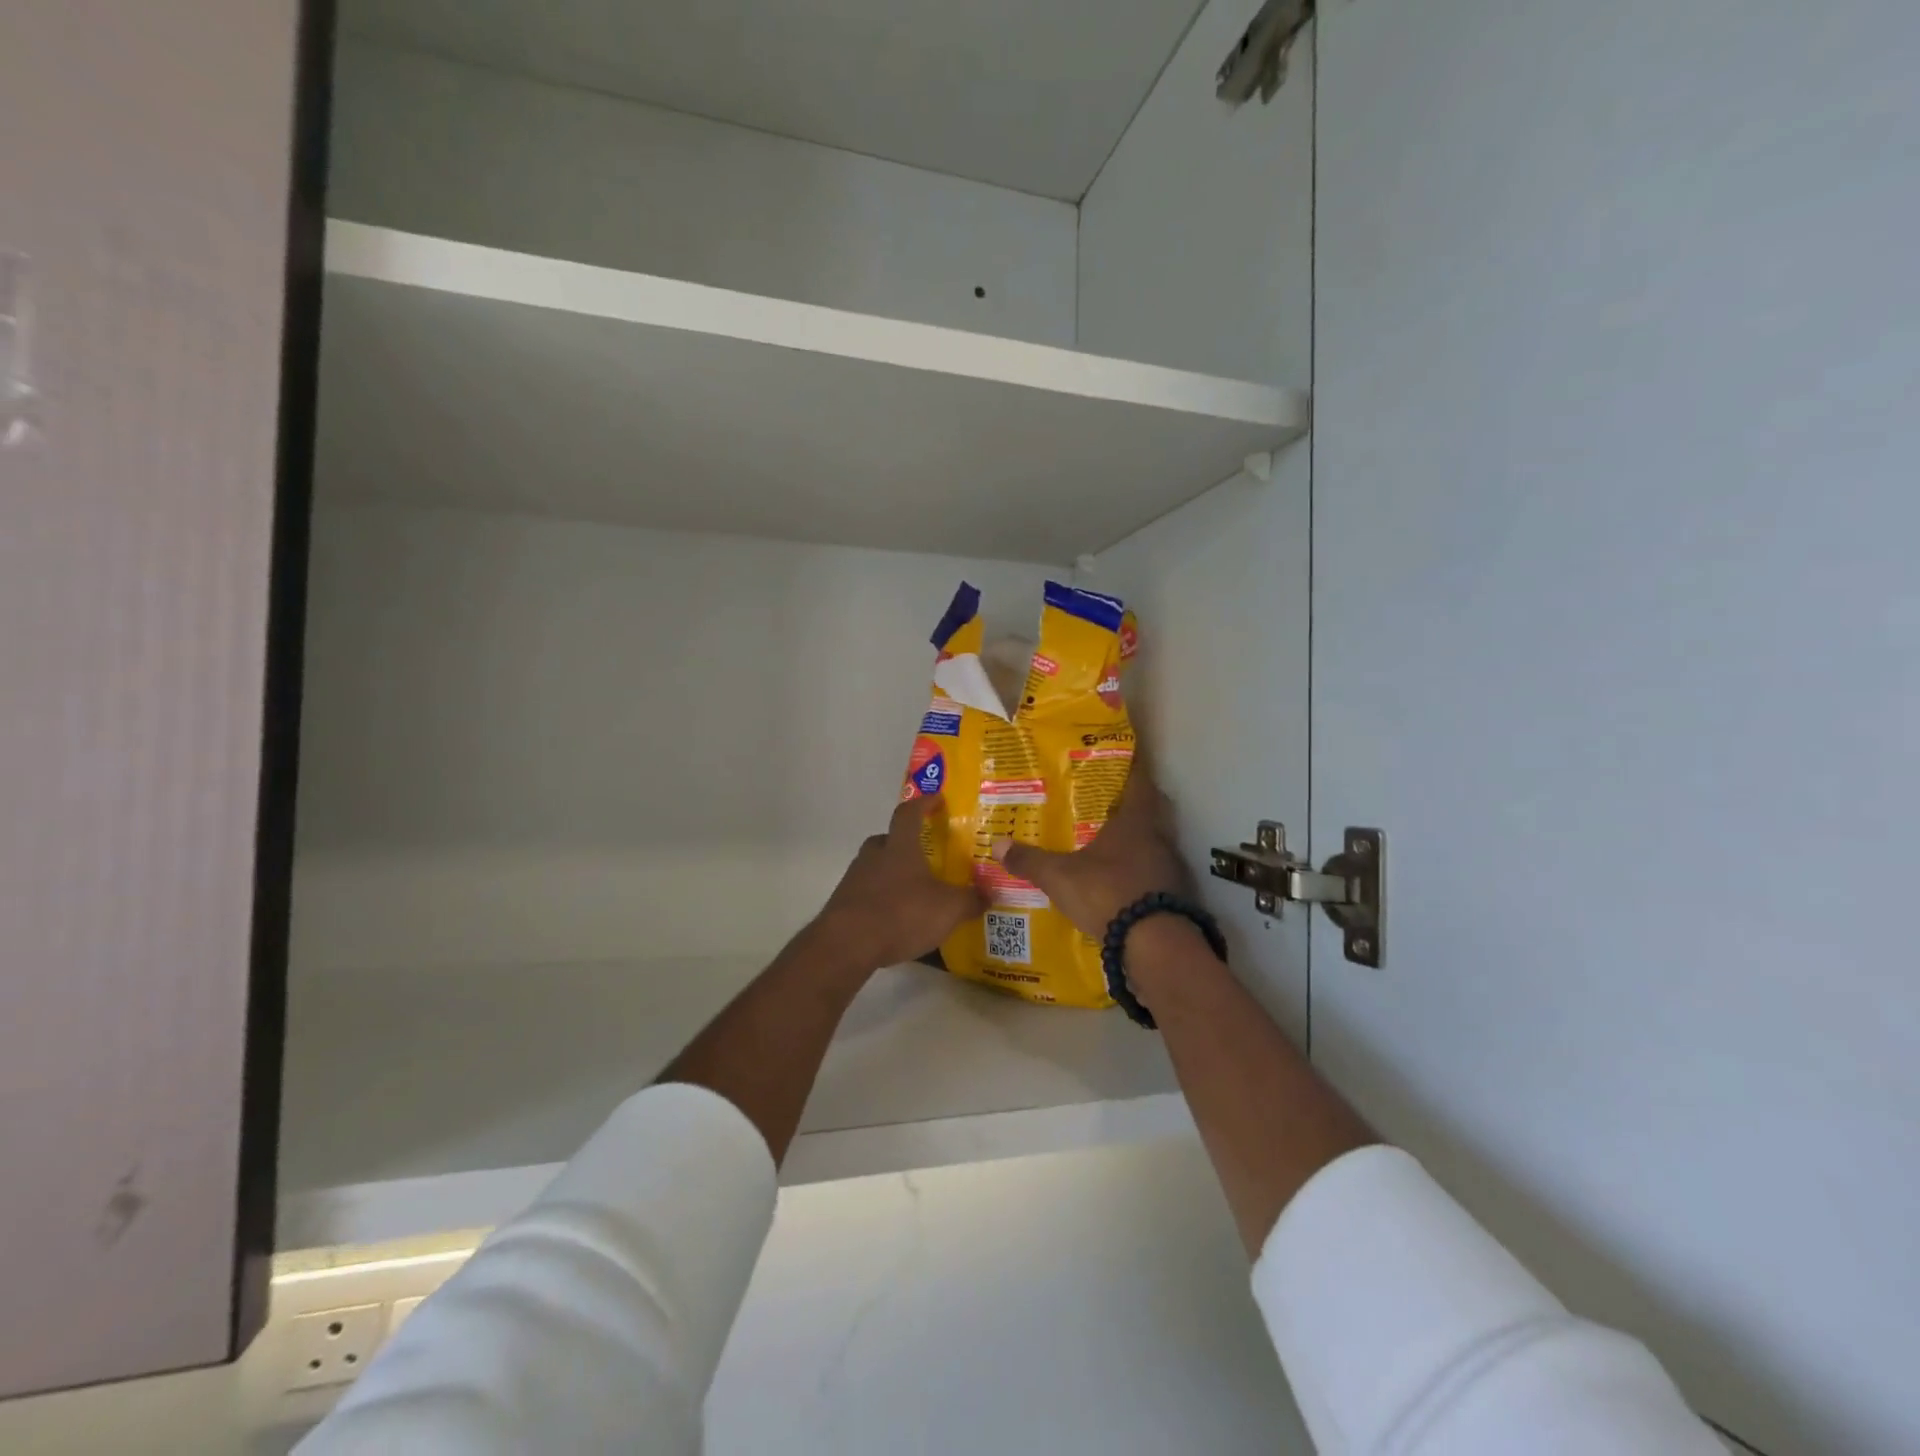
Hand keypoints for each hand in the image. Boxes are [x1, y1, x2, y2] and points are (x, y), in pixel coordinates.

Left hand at [816, 795, 984, 970]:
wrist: (847, 945)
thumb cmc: (901, 913)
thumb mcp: (948, 909)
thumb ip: (971, 900)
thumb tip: (990, 894)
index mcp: (900, 847)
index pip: (910, 812)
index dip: (924, 803)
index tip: (937, 799)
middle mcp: (874, 855)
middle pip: (888, 839)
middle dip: (905, 844)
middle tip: (924, 855)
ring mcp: (854, 879)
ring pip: (876, 866)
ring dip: (892, 874)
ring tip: (913, 892)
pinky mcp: (844, 904)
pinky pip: (867, 893)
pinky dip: (881, 899)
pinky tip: (895, 918)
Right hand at [995, 768, 1188, 939]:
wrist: (1153, 944)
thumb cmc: (1106, 892)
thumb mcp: (1060, 877)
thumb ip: (1031, 861)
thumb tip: (998, 844)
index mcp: (1135, 822)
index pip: (1139, 782)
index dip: (1132, 768)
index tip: (1122, 759)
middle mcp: (1158, 838)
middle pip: (1150, 812)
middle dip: (1131, 806)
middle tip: (1106, 804)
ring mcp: (1170, 868)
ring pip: (1153, 844)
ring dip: (1135, 843)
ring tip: (1108, 845)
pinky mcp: (1174, 896)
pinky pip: (1155, 874)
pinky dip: (1139, 873)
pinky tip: (1120, 883)